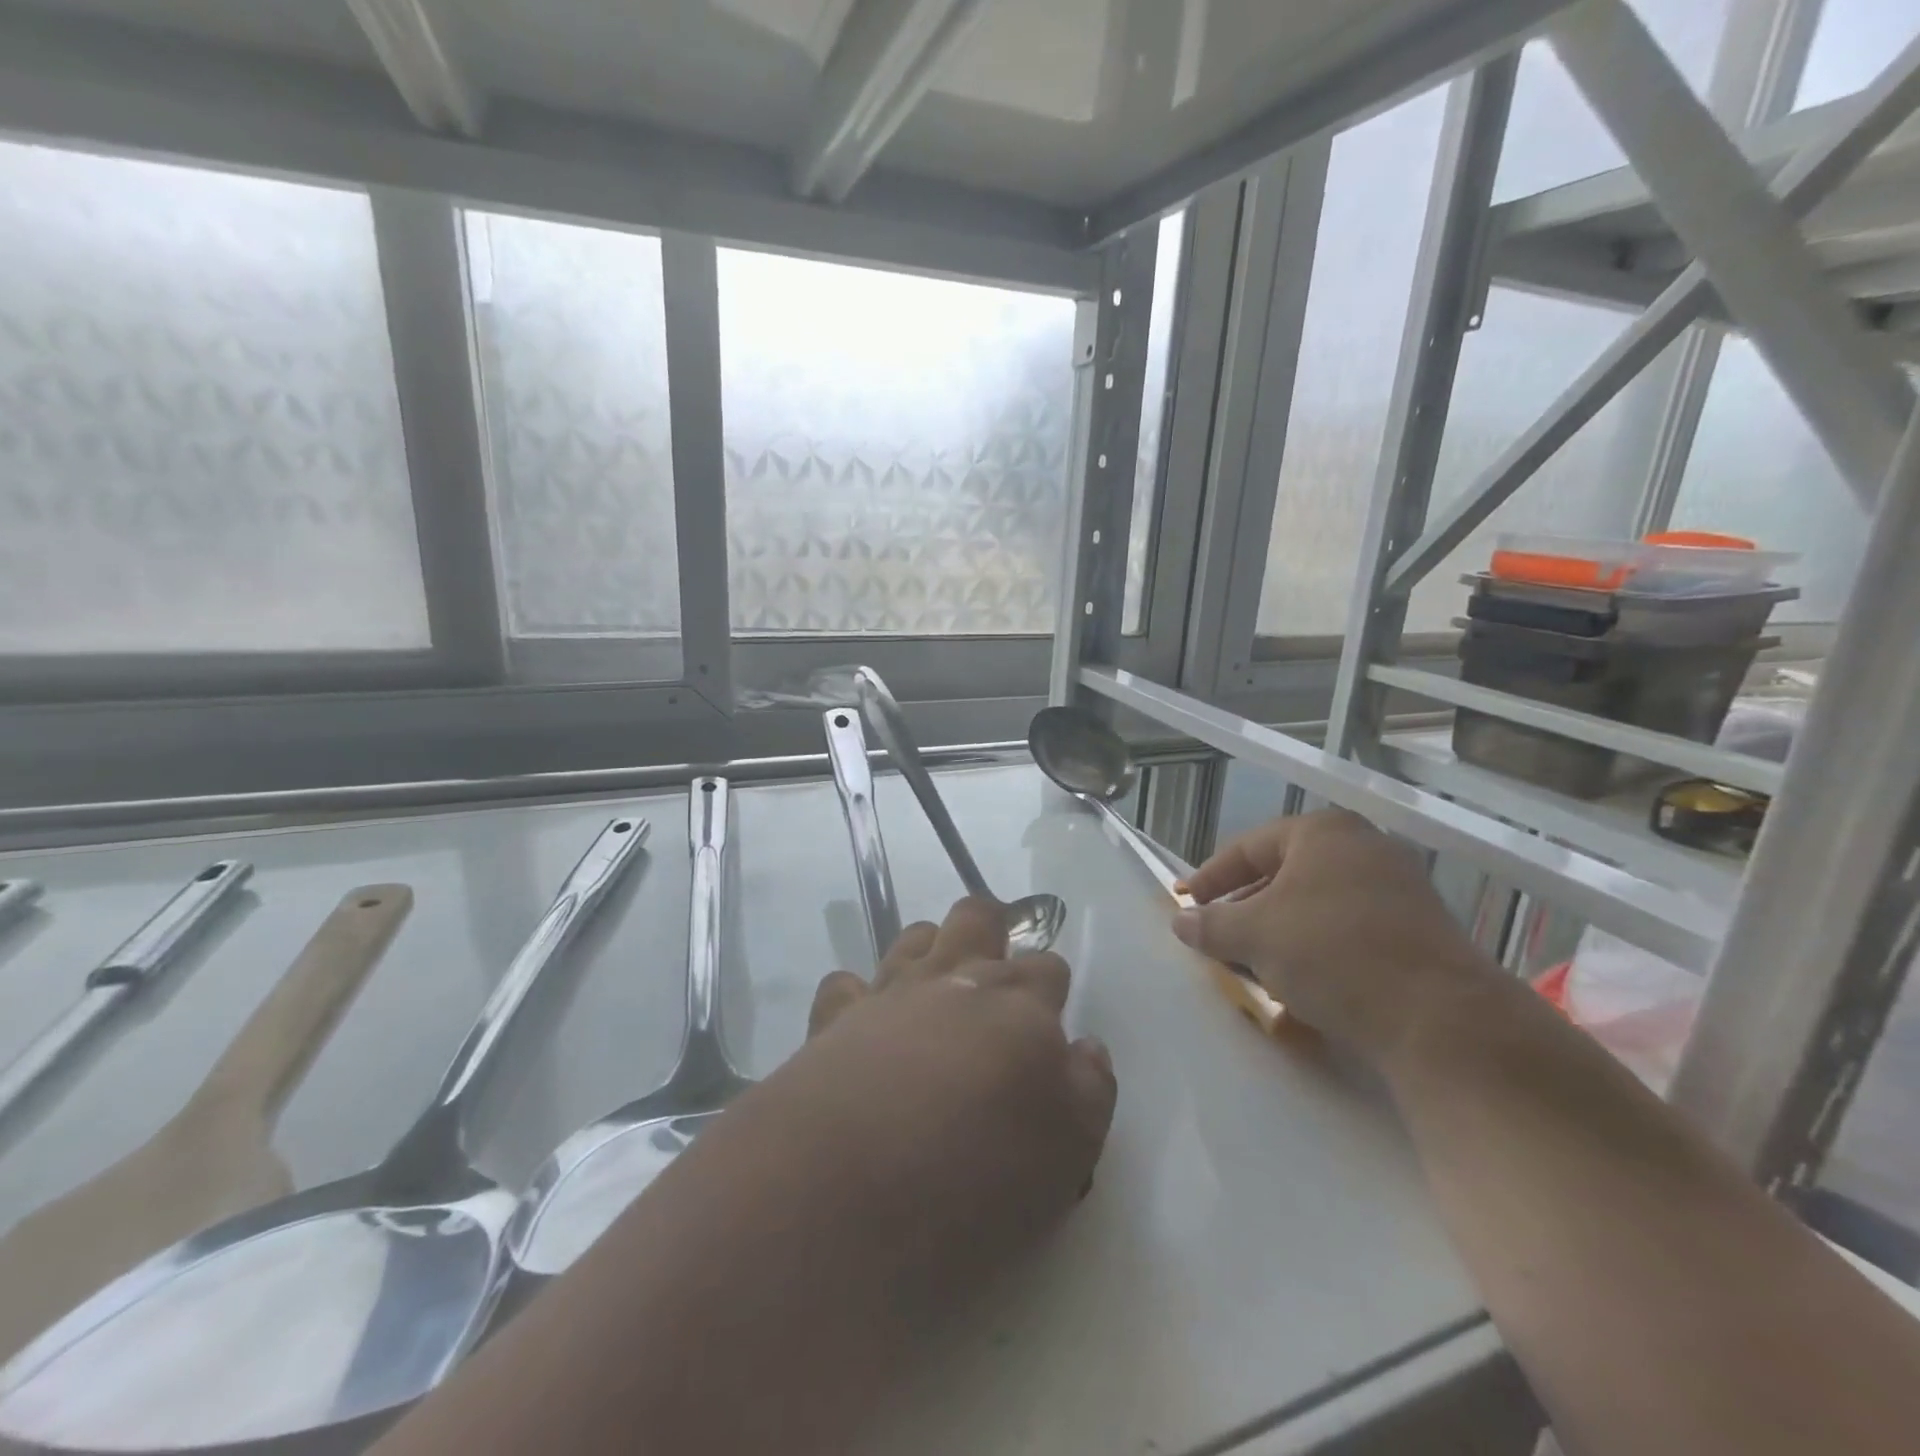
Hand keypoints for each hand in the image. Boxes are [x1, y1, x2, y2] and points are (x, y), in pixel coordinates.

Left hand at [771, 897, 1114, 1313]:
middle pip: (978, 916)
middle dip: (991, 929)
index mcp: (1019, 1003)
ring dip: (931, 950)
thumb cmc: (979, 1175)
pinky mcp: (835, 1017)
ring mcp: (891, 990)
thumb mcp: (1070, 1153)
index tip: (1046, 1025)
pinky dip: (858, 997)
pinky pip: (846, 983)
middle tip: (994, 975)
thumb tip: (1085, 1046)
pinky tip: (864, 1028)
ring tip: (935, 993)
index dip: (1050, 990)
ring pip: (916, 935)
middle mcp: (956, 978)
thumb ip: (1090, 1089)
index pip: (1047, 968)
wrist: (852, 1189)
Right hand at [1173, 810, 1500, 1066]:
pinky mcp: (1422, 928)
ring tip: (1257, 963)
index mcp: (1323, 832)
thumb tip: (1180, 921)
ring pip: (1318, 903)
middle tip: (1221, 935)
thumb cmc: (1331, 953)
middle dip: (1247, 907)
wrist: (1440, 1018)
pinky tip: (1305, 980)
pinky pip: (1351, 927)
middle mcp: (1365, 846)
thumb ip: (1210, 924)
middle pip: (1285, 873)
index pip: (1248, 847)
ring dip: (1281, 930)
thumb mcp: (1254, 936)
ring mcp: (1401, 886)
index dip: (1211, 877)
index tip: (1187, 904)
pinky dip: (1318, 946)